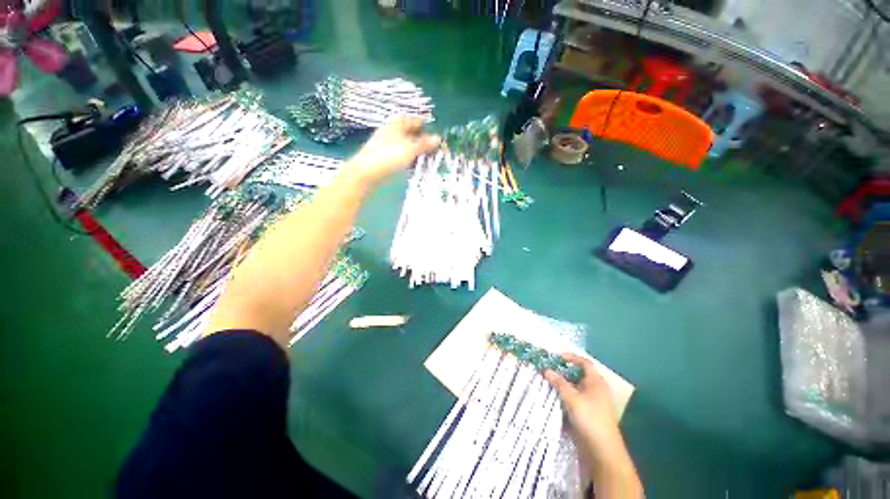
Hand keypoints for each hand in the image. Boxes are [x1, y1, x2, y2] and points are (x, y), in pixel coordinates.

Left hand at [347, 116, 439, 184]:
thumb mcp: (410, 149)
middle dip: (423, 140)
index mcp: (398, 124)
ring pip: (406, 144)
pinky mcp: (384, 155)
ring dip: (416, 151)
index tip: (437, 137)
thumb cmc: (389, 156)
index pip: (416, 120)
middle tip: (434, 151)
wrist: (366, 171)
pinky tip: (413, 165)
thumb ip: (425, 144)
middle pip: (411, 132)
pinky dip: (408, 157)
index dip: (427, 127)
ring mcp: (387, 143)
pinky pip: (400, 153)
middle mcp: (392, 130)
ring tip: (426, 159)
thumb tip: (439, 138)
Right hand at [544, 353, 621, 458]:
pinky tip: (556, 397)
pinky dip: (566, 395)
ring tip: (549, 382)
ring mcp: (594, 402)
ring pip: (577, 387)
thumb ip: (559, 383)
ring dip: (564, 384)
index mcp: (597, 382)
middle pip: (580, 375)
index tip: (557, 357)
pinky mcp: (590, 414)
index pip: (585, 363)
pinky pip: (576, 399)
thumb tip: (546, 370)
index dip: (572, 358)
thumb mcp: (572, 398)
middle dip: (565, 371)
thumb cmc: (590, 419)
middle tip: (550, 369)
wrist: (603, 450)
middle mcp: (597, 390)